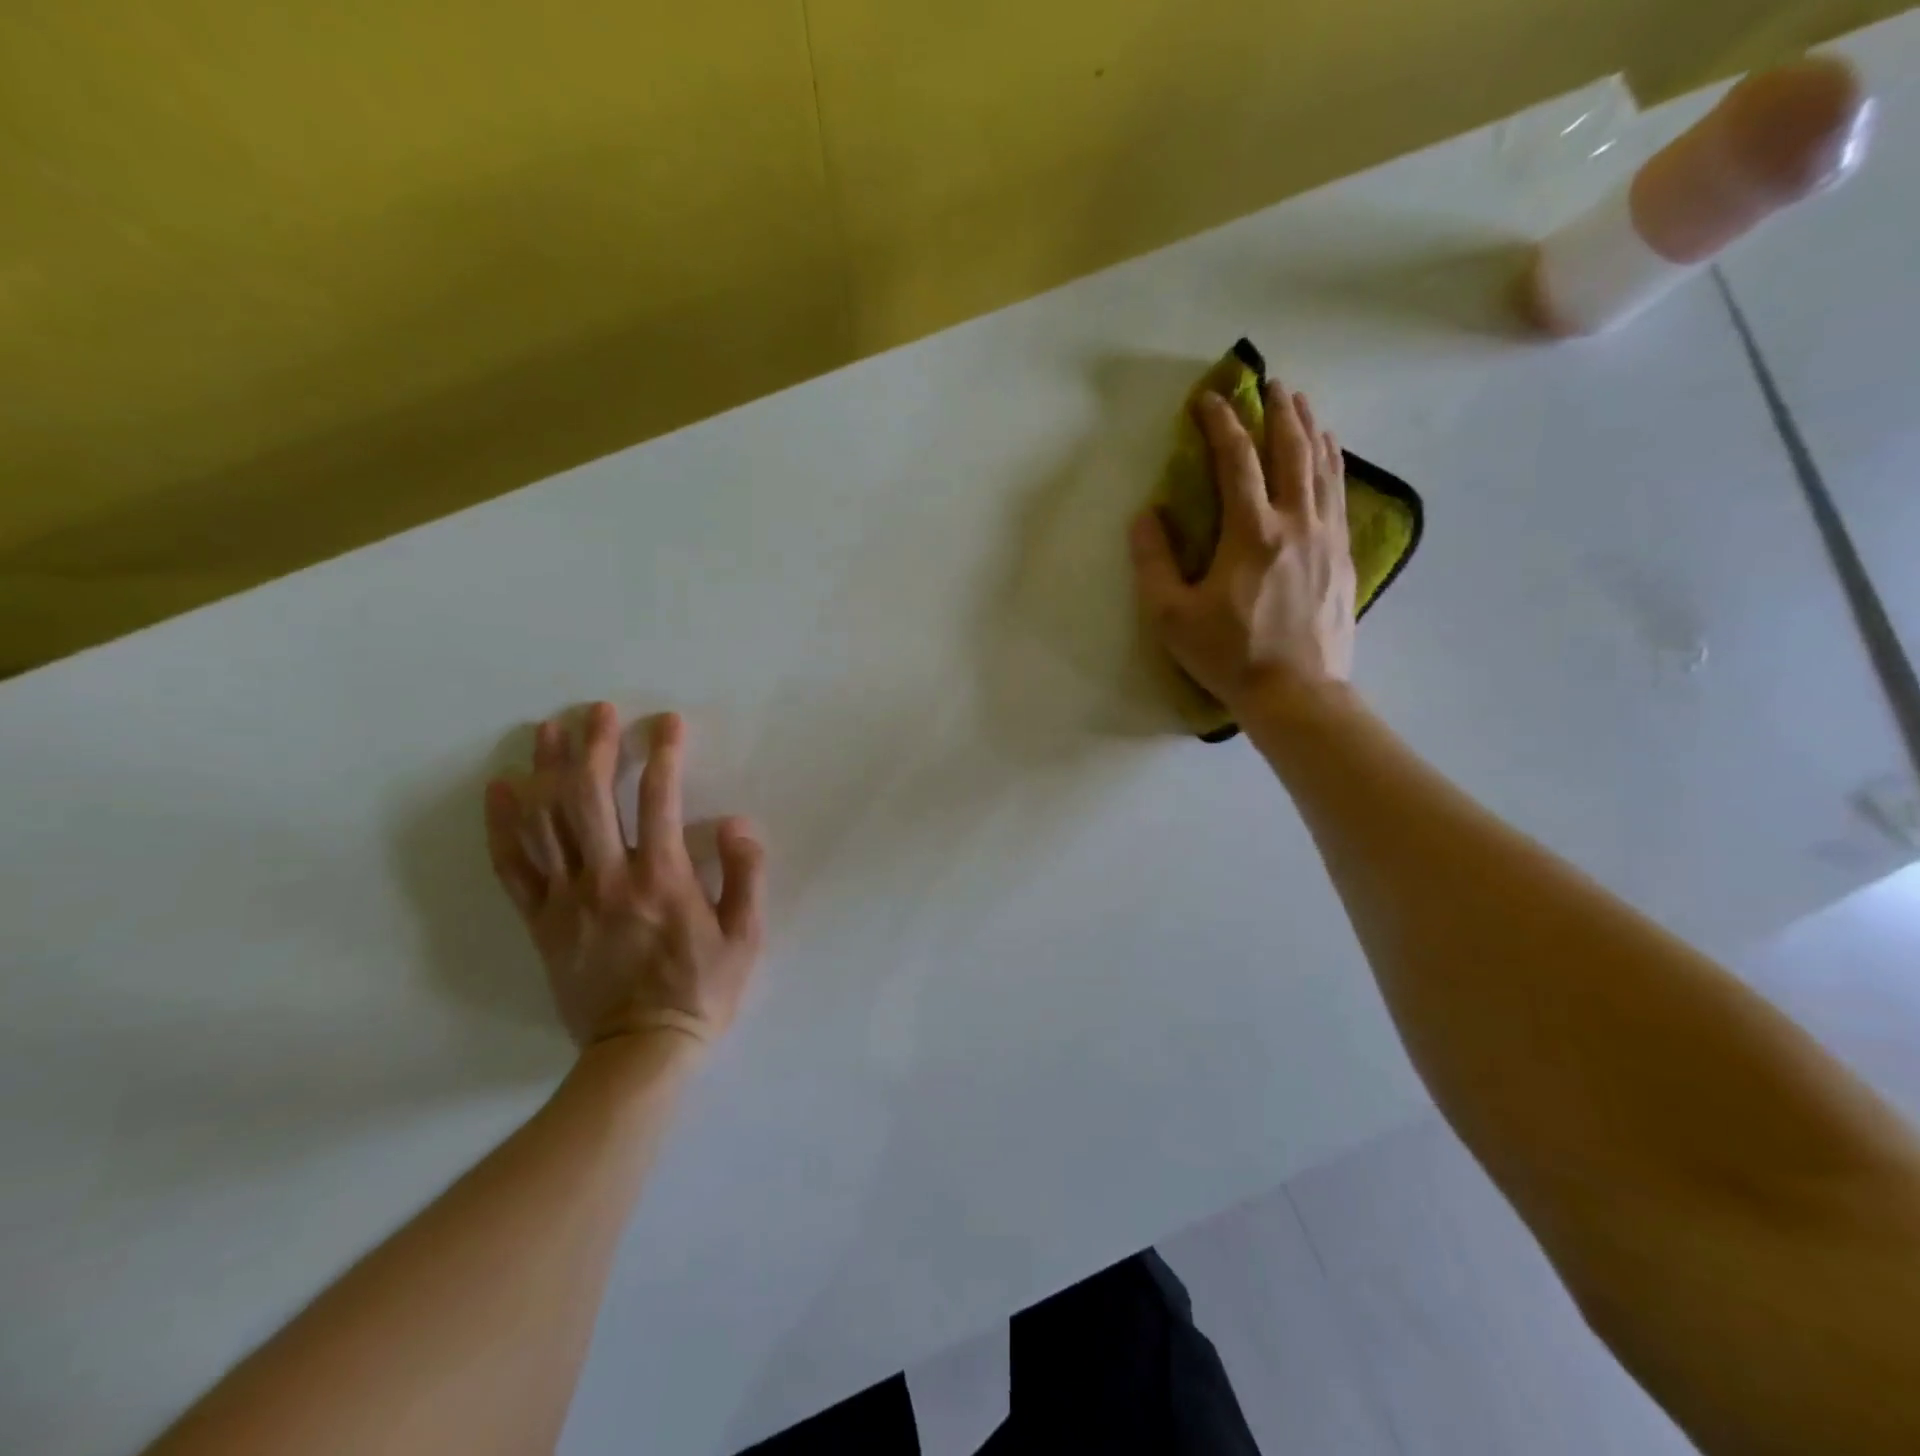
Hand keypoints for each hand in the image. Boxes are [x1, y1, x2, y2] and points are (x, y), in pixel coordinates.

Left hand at [484, 706, 766, 1052]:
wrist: (640, 1052)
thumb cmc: (702, 990)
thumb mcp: (746, 936)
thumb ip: (745, 875)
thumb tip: (737, 823)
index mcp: (663, 878)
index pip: (660, 798)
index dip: (663, 752)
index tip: (667, 722)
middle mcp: (609, 878)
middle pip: (591, 797)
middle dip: (594, 745)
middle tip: (597, 710)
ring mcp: (567, 899)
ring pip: (546, 822)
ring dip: (544, 769)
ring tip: (546, 729)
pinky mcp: (540, 922)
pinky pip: (512, 867)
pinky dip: (502, 825)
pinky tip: (499, 789)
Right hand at [1130, 382, 1356, 716]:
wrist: (1296, 694)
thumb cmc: (1229, 655)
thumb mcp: (1172, 616)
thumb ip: (1154, 562)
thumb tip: (1146, 515)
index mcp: (1251, 533)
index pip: (1237, 461)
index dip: (1221, 423)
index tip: (1208, 398)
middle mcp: (1296, 522)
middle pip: (1291, 451)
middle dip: (1277, 411)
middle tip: (1268, 383)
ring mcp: (1327, 538)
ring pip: (1322, 466)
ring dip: (1310, 428)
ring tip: (1300, 402)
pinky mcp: (1344, 557)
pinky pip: (1340, 493)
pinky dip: (1333, 462)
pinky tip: (1330, 452)